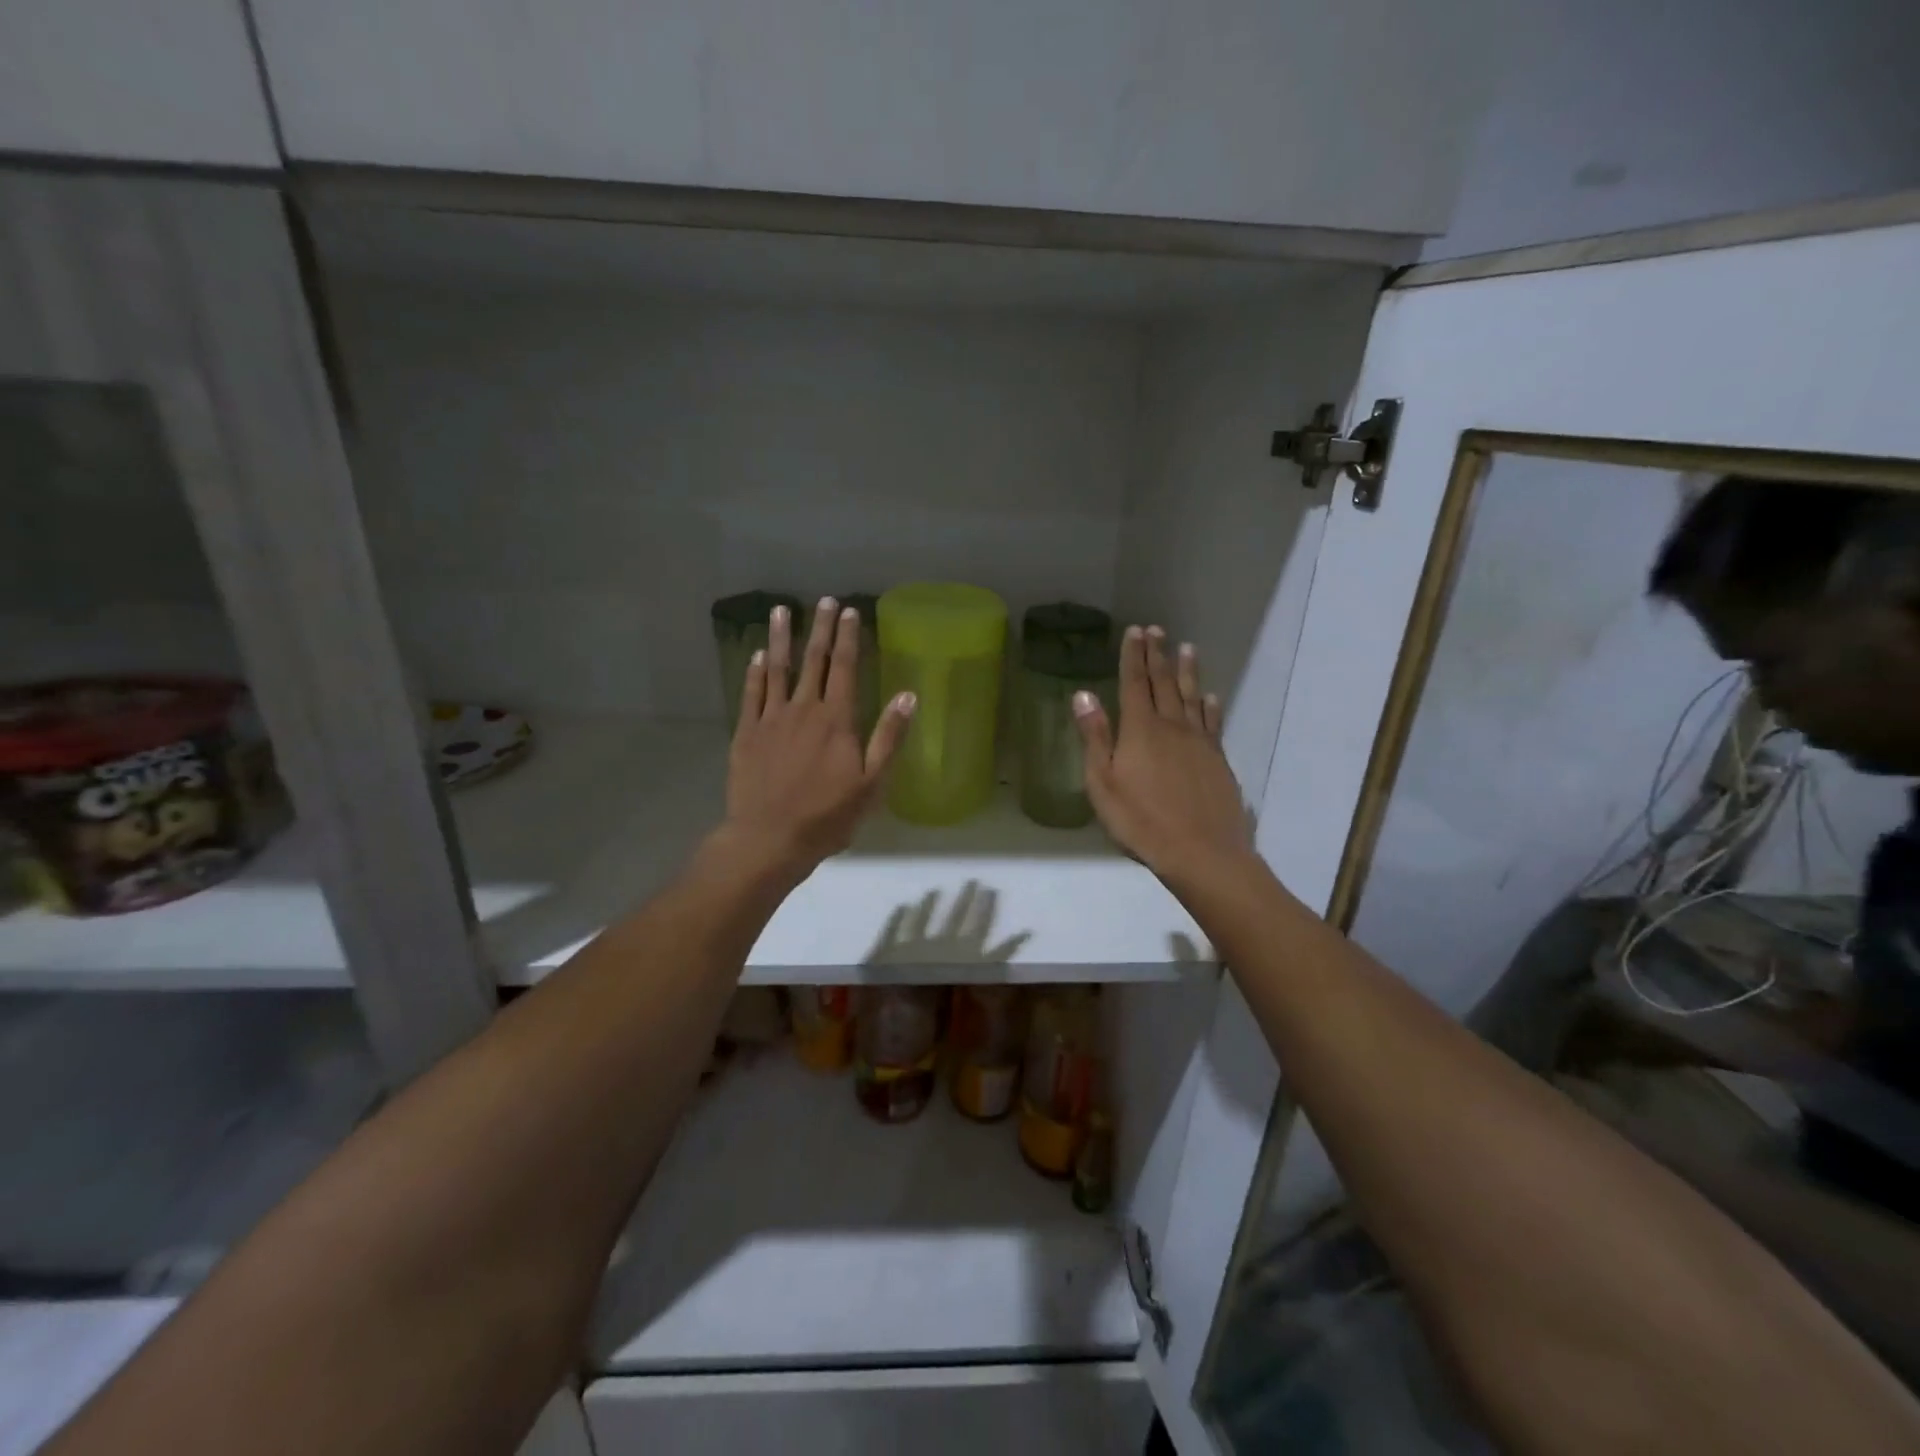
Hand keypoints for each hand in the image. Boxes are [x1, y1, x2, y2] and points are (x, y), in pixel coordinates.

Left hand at [720, 597, 915, 874]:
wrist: (769, 838)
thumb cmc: (828, 815)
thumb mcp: (872, 783)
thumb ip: (889, 737)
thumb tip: (908, 696)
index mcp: (836, 720)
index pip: (844, 668)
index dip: (848, 638)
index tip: (849, 612)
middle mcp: (803, 709)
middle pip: (813, 660)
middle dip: (820, 628)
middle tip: (824, 601)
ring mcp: (771, 719)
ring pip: (778, 669)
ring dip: (781, 638)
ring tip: (781, 611)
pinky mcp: (747, 733)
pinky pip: (752, 694)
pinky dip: (755, 672)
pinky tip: (758, 656)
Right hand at [1074, 626, 1250, 877]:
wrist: (1201, 852)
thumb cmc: (1140, 821)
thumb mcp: (1103, 783)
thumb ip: (1095, 737)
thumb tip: (1083, 695)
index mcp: (1140, 730)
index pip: (1135, 683)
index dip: (1133, 656)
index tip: (1134, 631)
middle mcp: (1172, 726)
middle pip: (1164, 683)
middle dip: (1158, 655)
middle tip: (1156, 630)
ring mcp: (1199, 742)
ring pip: (1192, 696)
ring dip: (1187, 671)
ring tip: (1187, 648)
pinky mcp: (1218, 759)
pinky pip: (1212, 722)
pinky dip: (1210, 705)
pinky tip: (1210, 696)